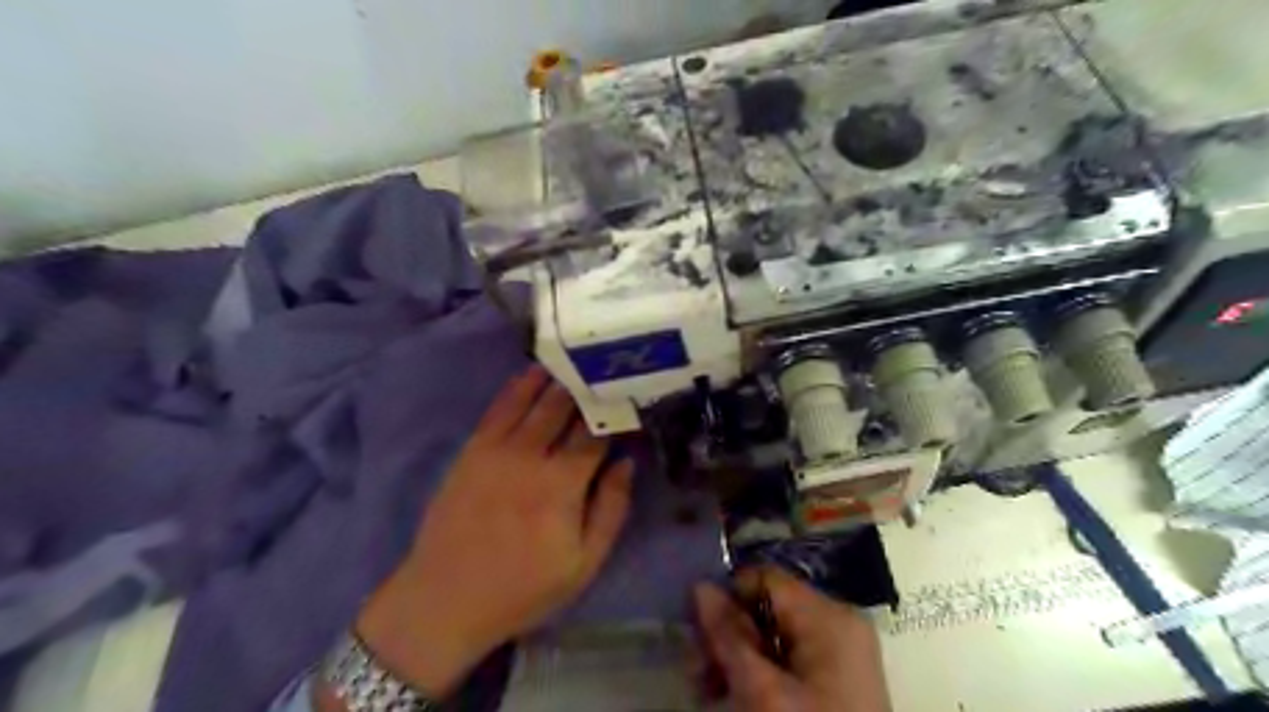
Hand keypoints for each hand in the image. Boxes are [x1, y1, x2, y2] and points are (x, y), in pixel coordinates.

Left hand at [349, 369, 631, 698]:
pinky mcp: (472, 449)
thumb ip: (611, 509)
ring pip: (533, 400)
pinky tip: (533, 373)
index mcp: (563, 484)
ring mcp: (497, 449)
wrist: (445, 599)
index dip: (615, 412)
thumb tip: (627, 462)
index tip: (628, 396)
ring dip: (556, 377)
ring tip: (575, 360)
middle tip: (604, 369)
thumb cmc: (523, 587)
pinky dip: (518, 387)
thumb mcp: (583, 564)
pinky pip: (498, 408)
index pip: (596, 433)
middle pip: (565, 408)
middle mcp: (531, 456)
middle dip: (586, 387)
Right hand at [694, 568, 889, 711]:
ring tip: (710, 688)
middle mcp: (839, 621)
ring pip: (775, 634)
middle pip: (767, 607)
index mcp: (828, 615)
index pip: (764, 577)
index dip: (727, 597)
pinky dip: (762, 671)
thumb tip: (700, 586)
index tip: (697, 630)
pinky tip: (738, 695)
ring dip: (739, 656)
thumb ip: (728, 635)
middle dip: (729, 635)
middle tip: (698, 671)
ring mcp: (842, 650)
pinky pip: (790, 657)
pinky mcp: (839, 676)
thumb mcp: (762, 691)